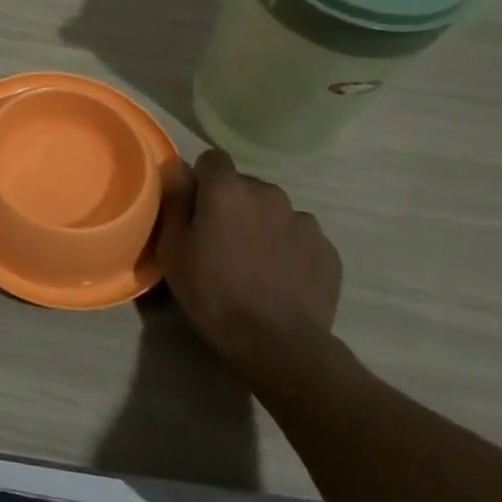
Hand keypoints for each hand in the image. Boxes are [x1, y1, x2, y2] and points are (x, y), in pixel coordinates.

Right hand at [160, 148, 341, 373]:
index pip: (212, 159)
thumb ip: (175, 202)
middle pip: (245, 186)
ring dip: (264, 225)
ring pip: (275, 211)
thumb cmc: (213, 292)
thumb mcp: (174, 249)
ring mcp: (303, 220)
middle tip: (223, 241)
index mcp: (228, 189)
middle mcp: (268, 193)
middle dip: (234, 204)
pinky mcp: (327, 249)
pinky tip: (281, 279)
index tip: (196, 208)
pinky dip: (290, 249)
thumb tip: (177, 170)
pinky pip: (300, 237)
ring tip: (256, 263)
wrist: (278, 342)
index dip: (202, 180)